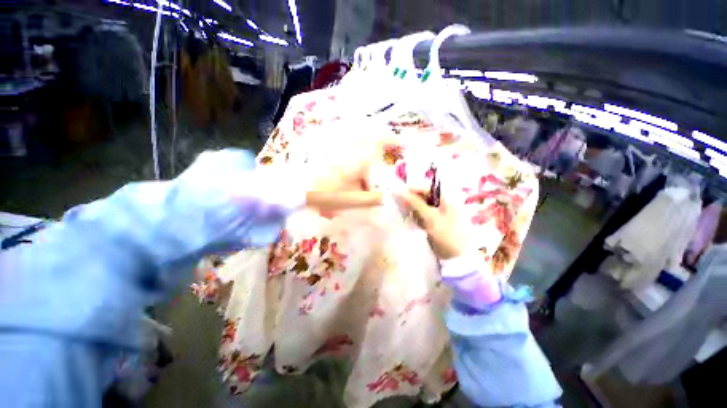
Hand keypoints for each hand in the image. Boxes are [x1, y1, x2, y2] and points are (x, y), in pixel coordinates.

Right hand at [395, 189, 466, 259]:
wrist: (458, 257)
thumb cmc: (447, 234)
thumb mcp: (431, 218)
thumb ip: (416, 203)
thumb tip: (400, 190)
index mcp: (447, 197)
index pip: (427, 187)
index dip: (412, 189)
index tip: (397, 194)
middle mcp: (445, 203)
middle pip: (425, 196)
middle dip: (412, 199)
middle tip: (399, 205)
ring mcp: (442, 214)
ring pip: (424, 207)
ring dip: (413, 209)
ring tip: (403, 214)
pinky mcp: (438, 224)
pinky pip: (425, 216)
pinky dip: (417, 217)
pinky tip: (410, 221)